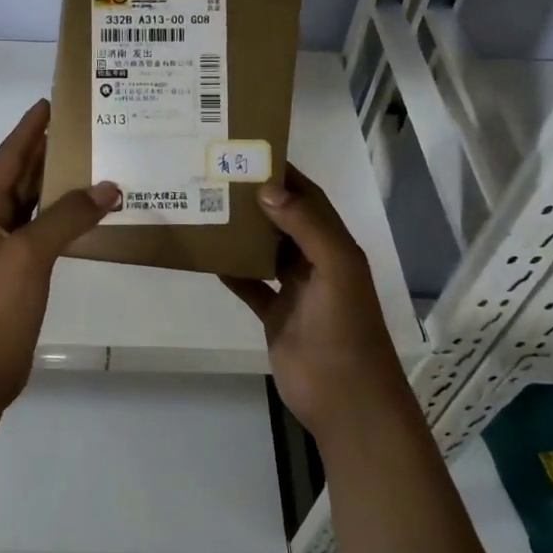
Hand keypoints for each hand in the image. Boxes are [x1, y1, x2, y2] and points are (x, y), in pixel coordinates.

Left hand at [0, 100, 118, 415]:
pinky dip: (68, 220)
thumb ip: (67, 217)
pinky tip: (92, 215)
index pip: (9, 156)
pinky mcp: (23, 275)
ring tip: (97, 162)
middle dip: (48, 150)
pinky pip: (48, 233)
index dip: (28, 128)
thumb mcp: (29, 254)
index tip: (51, 102)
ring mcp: (8, 250)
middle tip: (86, 127)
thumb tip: (108, 186)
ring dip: (62, 184)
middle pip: (23, 176)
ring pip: (37, 204)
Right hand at [221, 165, 408, 446]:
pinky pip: (249, 284)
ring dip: (242, 232)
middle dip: (257, 199)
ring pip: (265, 250)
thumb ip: (307, 227)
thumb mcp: (336, 270)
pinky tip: (207, 257)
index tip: (250, 152)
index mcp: (335, 246)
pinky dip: (231, 271)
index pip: (309, 198)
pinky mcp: (275, 314)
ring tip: (207, 208)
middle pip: (284, 220)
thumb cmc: (345, 330)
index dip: (285, 175)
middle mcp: (315, 262)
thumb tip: (267, 188)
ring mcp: (294, 289)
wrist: (346, 400)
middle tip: (217, 177)